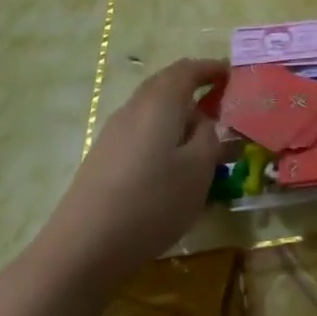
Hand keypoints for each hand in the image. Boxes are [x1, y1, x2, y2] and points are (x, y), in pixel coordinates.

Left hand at [37, 58, 228, 289]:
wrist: (84, 248)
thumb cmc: (152, 202)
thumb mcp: (198, 170)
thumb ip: (210, 138)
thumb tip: (207, 122)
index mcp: (160, 102)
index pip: (187, 70)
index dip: (211, 68)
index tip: (232, 75)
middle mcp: (134, 108)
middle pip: (166, 85)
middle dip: (194, 88)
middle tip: (221, 104)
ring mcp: (114, 133)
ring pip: (152, 110)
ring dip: (178, 114)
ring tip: (202, 138)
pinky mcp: (103, 158)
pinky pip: (141, 131)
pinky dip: (163, 134)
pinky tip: (172, 164)